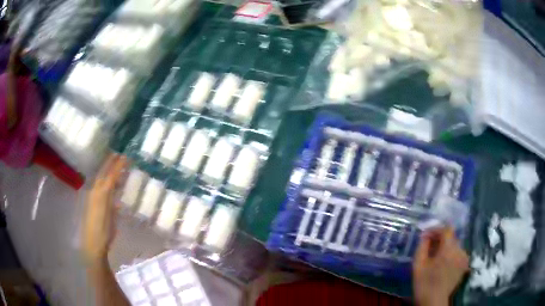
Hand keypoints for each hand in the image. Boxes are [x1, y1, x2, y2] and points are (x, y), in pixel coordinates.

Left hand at [82, 155, 126, 264]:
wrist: (93, 243)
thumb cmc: (103, 231)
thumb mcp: (110, 215)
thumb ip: (113, 200)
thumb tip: (117, 188)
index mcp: (100, 193)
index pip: (110, 175)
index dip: (117, 165)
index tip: (126, 156)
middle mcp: (96, 192)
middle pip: (104, 174)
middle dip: (111, 163)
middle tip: (119, 154)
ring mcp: (95, 197)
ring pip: (102, 180)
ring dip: (109, 171)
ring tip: (117, 165)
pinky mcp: (95, 204)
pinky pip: (102, 187)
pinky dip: (107, 181)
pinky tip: (112, 184)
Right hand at [413, 227, 468, 305]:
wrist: (434, 301)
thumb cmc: (424, 284)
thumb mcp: (418, 265)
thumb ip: (422, 246)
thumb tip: (425, 235)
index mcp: (449, 249)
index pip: (446, 229)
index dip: (436, 229)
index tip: (426, 235)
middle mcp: (460, 250)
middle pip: (451, 237)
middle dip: (440, 239)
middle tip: (429, 246)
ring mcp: (464, 257)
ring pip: (455, 245)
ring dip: (446, 247)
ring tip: (436, 256)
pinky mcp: (465, 264)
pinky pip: (458, 253)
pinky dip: (451, 253)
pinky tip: (444, 262)